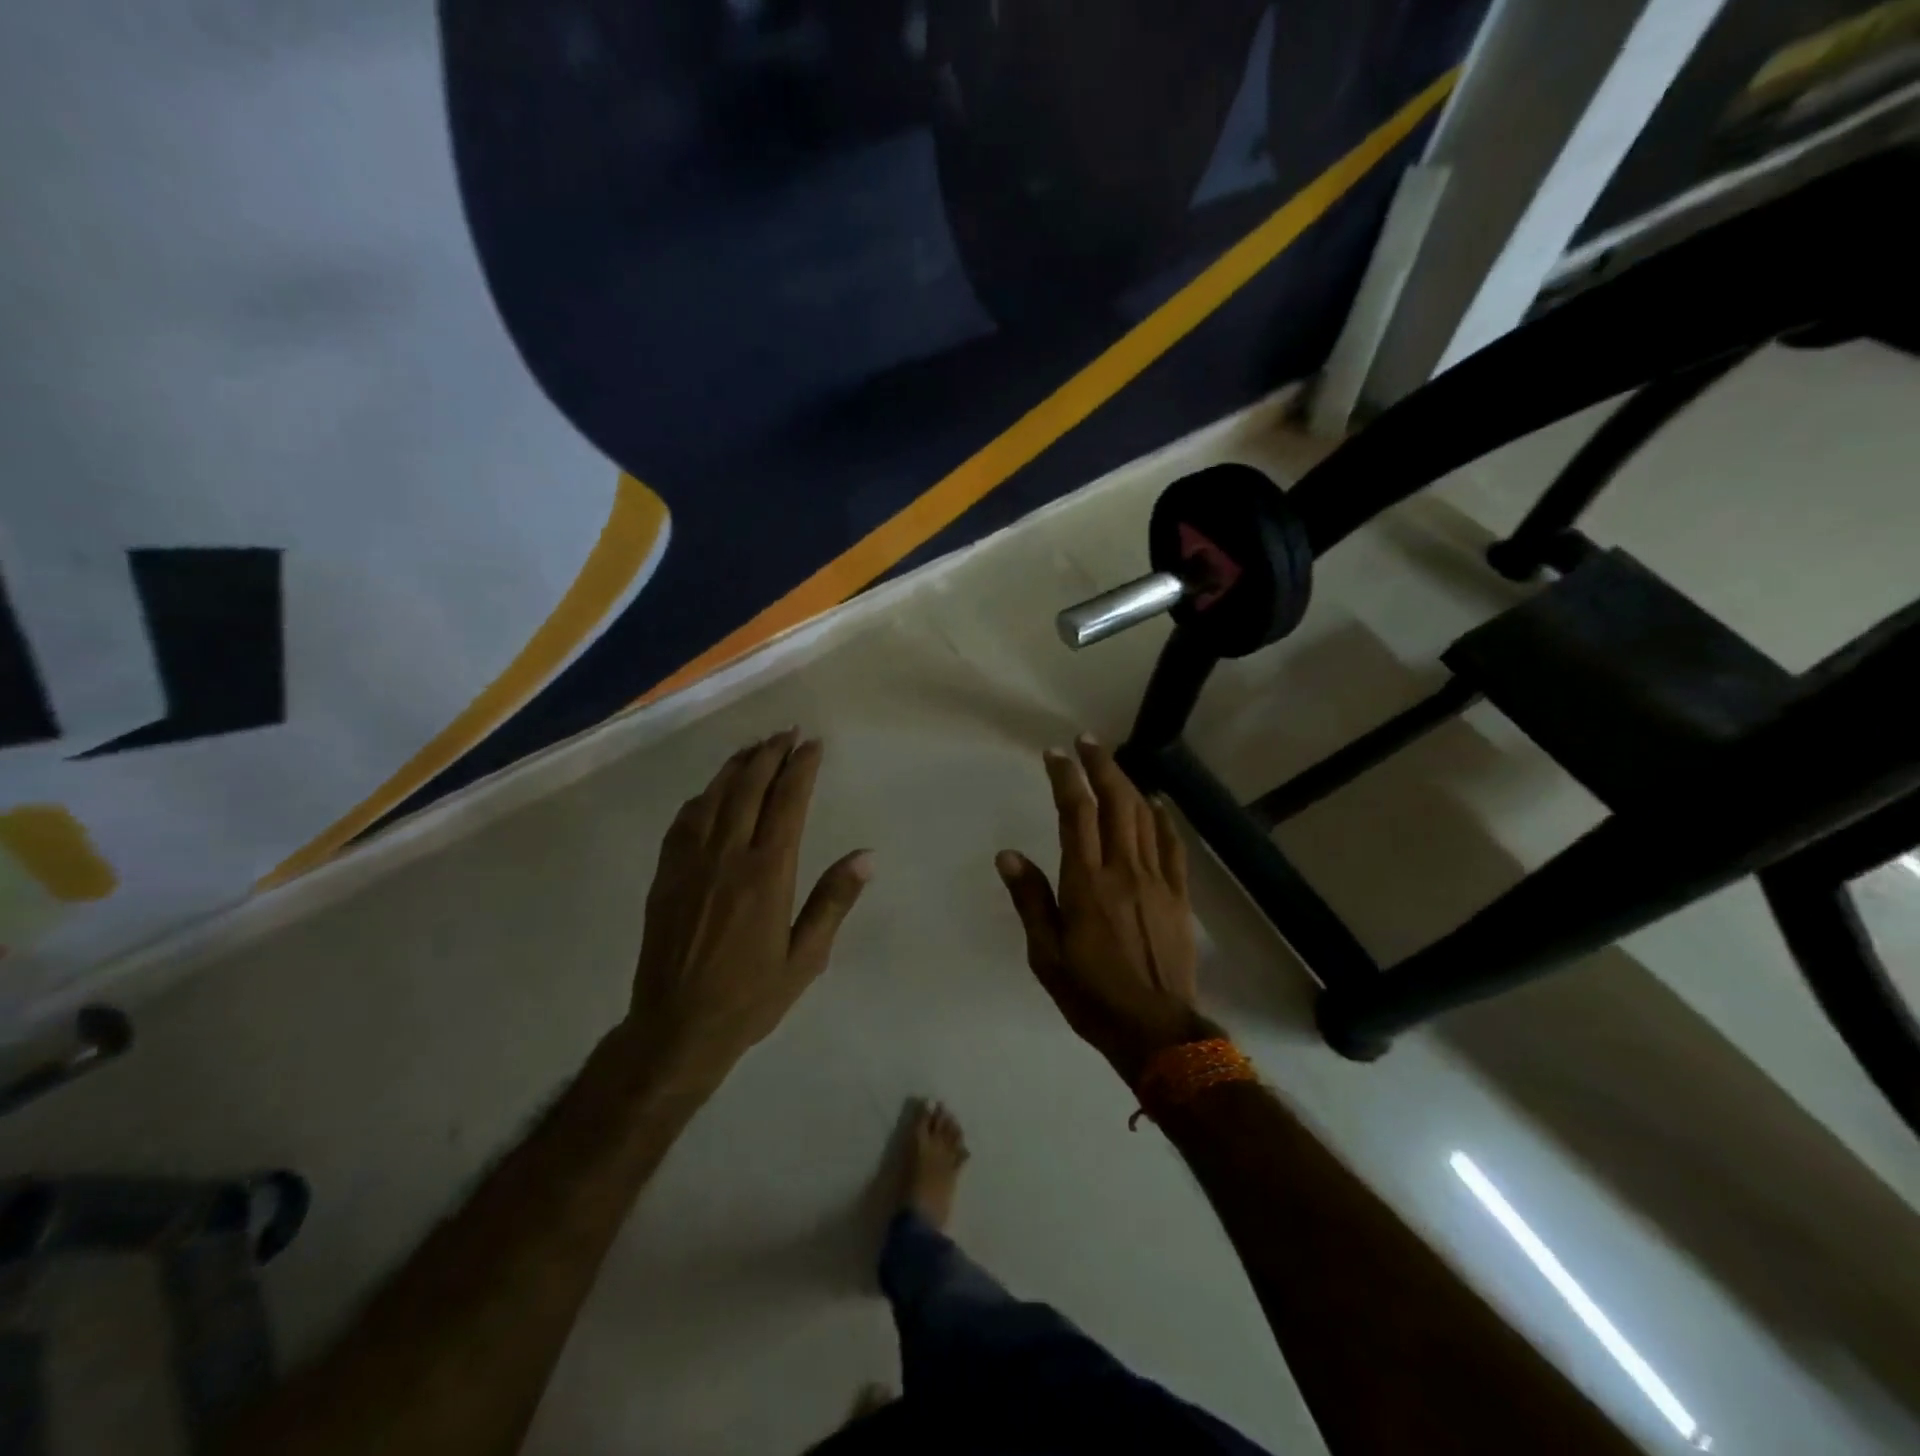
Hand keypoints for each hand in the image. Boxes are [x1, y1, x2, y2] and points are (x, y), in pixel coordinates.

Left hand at [626, 730, 870, 1078]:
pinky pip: (684, 822)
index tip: (813, 744)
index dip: (801, 768)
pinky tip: (713, 791)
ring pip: (714, 797)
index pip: (787, 803)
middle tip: (788, 733)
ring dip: (737, 766)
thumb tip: (866, 856)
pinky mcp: (665, 876)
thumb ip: (833, 901)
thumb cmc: (751, 997)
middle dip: (771, 754)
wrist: (676, 1028)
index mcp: (766, 875)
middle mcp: (727, 858)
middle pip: (749, 789)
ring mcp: (691, 863)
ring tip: (756, 747)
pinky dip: (703, 796)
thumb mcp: (806, 957)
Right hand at [996, 736, 1212, 1084]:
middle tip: (1086, 741)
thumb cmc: (1091, 994)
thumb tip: (1008, 854)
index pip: (1075, 814)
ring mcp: (1157, 880)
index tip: (1055, 754)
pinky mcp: (1179, 895)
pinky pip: (1172, 845)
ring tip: (1112, 763)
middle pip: (1115, 802)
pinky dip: (1162, 818)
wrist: (1155, 1028)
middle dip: (1100, 765)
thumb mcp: (1046, 954)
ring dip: (1127, 783)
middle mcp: (1123, 870)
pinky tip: (1155, 803)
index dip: (1066, 778)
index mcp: (1086, 883)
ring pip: (1143, 816)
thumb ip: (1030, 899)